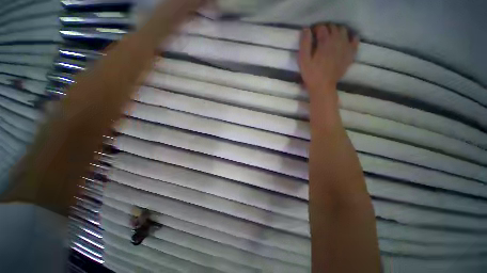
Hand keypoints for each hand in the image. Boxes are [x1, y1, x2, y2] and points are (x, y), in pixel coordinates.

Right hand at [298, 24, 358, 97]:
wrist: (323, 86)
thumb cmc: (311, 74)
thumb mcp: (303, 60)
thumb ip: (304, 44)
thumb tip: (306, 29)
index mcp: (325, 42)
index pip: (321, 27)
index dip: (315, 29)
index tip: (311, 35)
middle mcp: (337, 40)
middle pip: (333, 27)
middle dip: (325, 29)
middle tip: (320, 37)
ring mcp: (346, 46)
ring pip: (343, 30)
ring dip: (336, 31)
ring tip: (330, 39)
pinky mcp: (350, 53)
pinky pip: (355, 39)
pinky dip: (350, 37)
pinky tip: (345, 41)